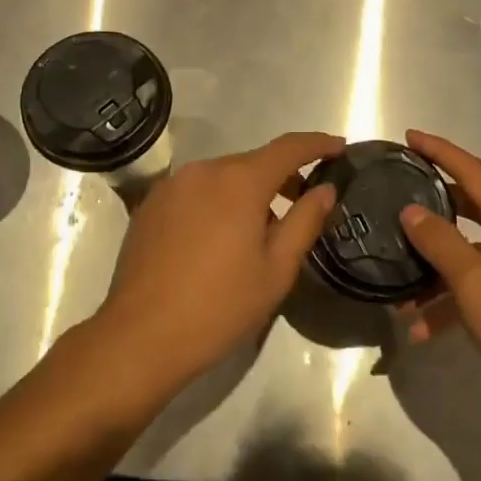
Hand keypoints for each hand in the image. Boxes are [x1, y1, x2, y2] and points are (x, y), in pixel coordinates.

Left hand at [91, 131, 343, 401]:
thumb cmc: (220, 306)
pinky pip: (196, 191)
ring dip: (247, 192)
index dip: (317, 144)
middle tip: (304, 202)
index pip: (288, 148)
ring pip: (222, 177)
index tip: (339, 146)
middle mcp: (203, 170)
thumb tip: (325, 189)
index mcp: (239, 181)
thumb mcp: (276, 269)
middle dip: (282, 176)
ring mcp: (171, 185)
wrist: (140, 336)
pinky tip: (219, 239)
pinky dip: (217, 202)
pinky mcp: (150, 205)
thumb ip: (305, 221)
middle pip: (253, 162)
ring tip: (260, 231)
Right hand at [396, 129, 480, 418]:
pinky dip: (457, 302)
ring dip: (438, 272)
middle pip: (474, 209)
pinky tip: (426, 332)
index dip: (440, 151)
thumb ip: (440, 241)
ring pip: (475, 256)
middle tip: (398, 201)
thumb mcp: (474, 282)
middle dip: (434, 209)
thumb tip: (412, 210)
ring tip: (400, 296)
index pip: (473, 172)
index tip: (409, 137)